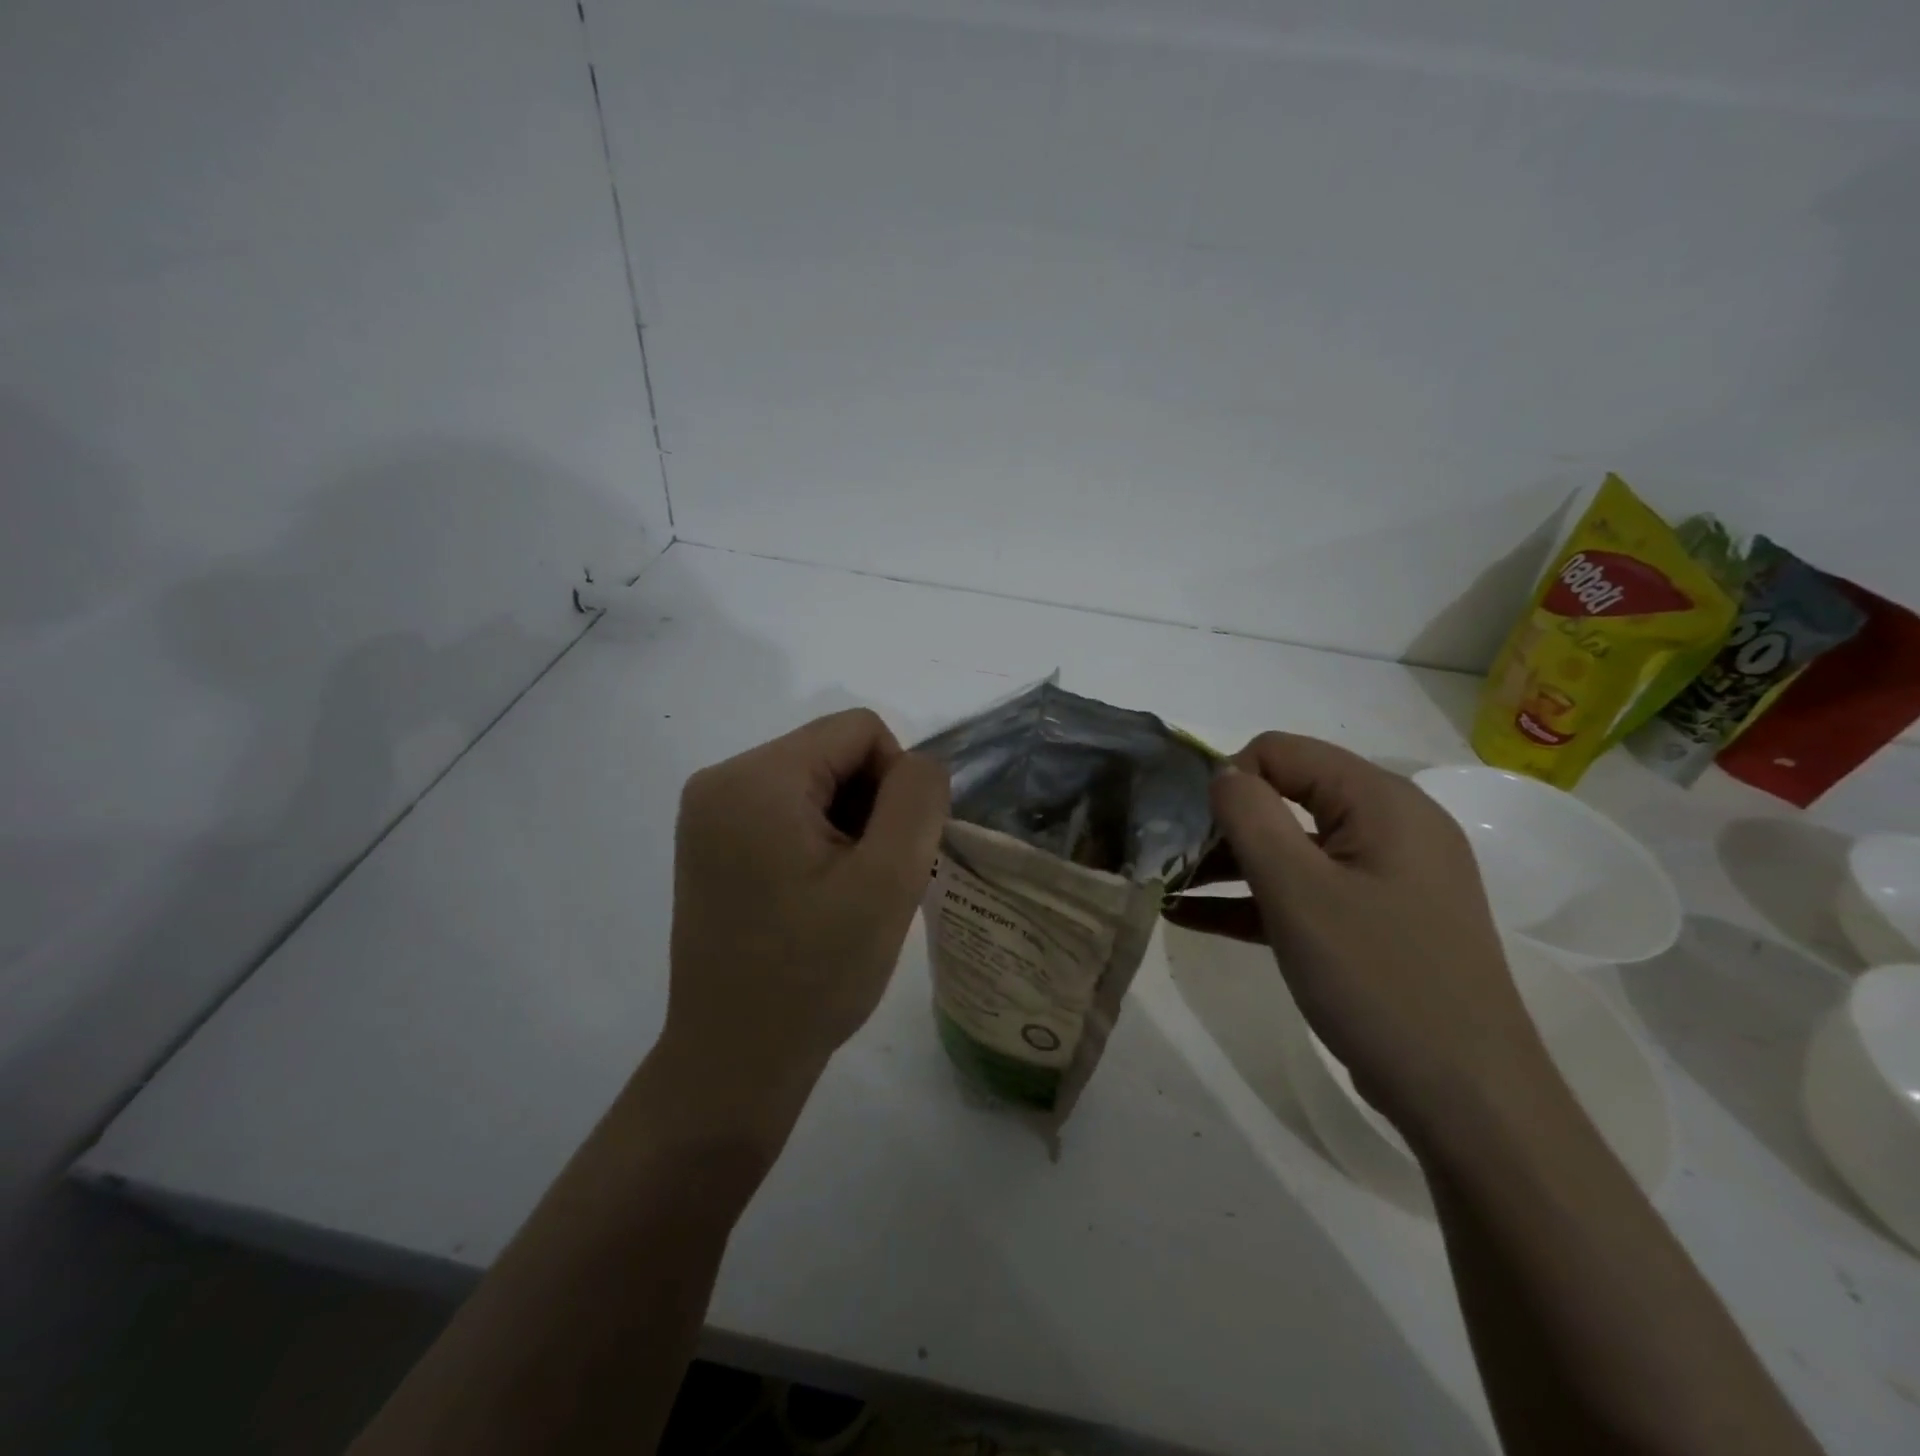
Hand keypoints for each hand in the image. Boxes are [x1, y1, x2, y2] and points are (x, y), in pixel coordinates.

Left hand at [658, 709, 949, 1138]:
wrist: (734, 1059)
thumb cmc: (815, 974)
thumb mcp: (888, 881)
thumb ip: (918, 800)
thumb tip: (921, 763)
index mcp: (756, 778)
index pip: (860, 730)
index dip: (897, 782)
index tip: (890, 853)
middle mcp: (720, 779)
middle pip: (832, 752)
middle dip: (869, 805)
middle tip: (870, 881)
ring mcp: (708, 812)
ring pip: (813, 781)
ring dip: (846, 825)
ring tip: (844, 893)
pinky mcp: (709, 842)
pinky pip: (784, 809)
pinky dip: (816, 838)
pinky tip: (817, 895)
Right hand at [1165, 733, 1550, 1137]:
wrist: (1467, 1099)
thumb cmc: (1376, 978)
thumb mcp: (1297, 890)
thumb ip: (1250, 816)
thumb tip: (1223, 773)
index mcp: (1380, 800)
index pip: (1283, 751)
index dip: (1230, 778)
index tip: (1191, 826)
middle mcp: (1391, 825)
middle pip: (1288, 795)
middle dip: (1225, 823)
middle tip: (1172, 858)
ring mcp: (1388, 876)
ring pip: (1294, 847)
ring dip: (1233, 864)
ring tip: (1172, 887)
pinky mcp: (1380, 919)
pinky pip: (1309, 891)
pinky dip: (1258, 899)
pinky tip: (1196, 918)